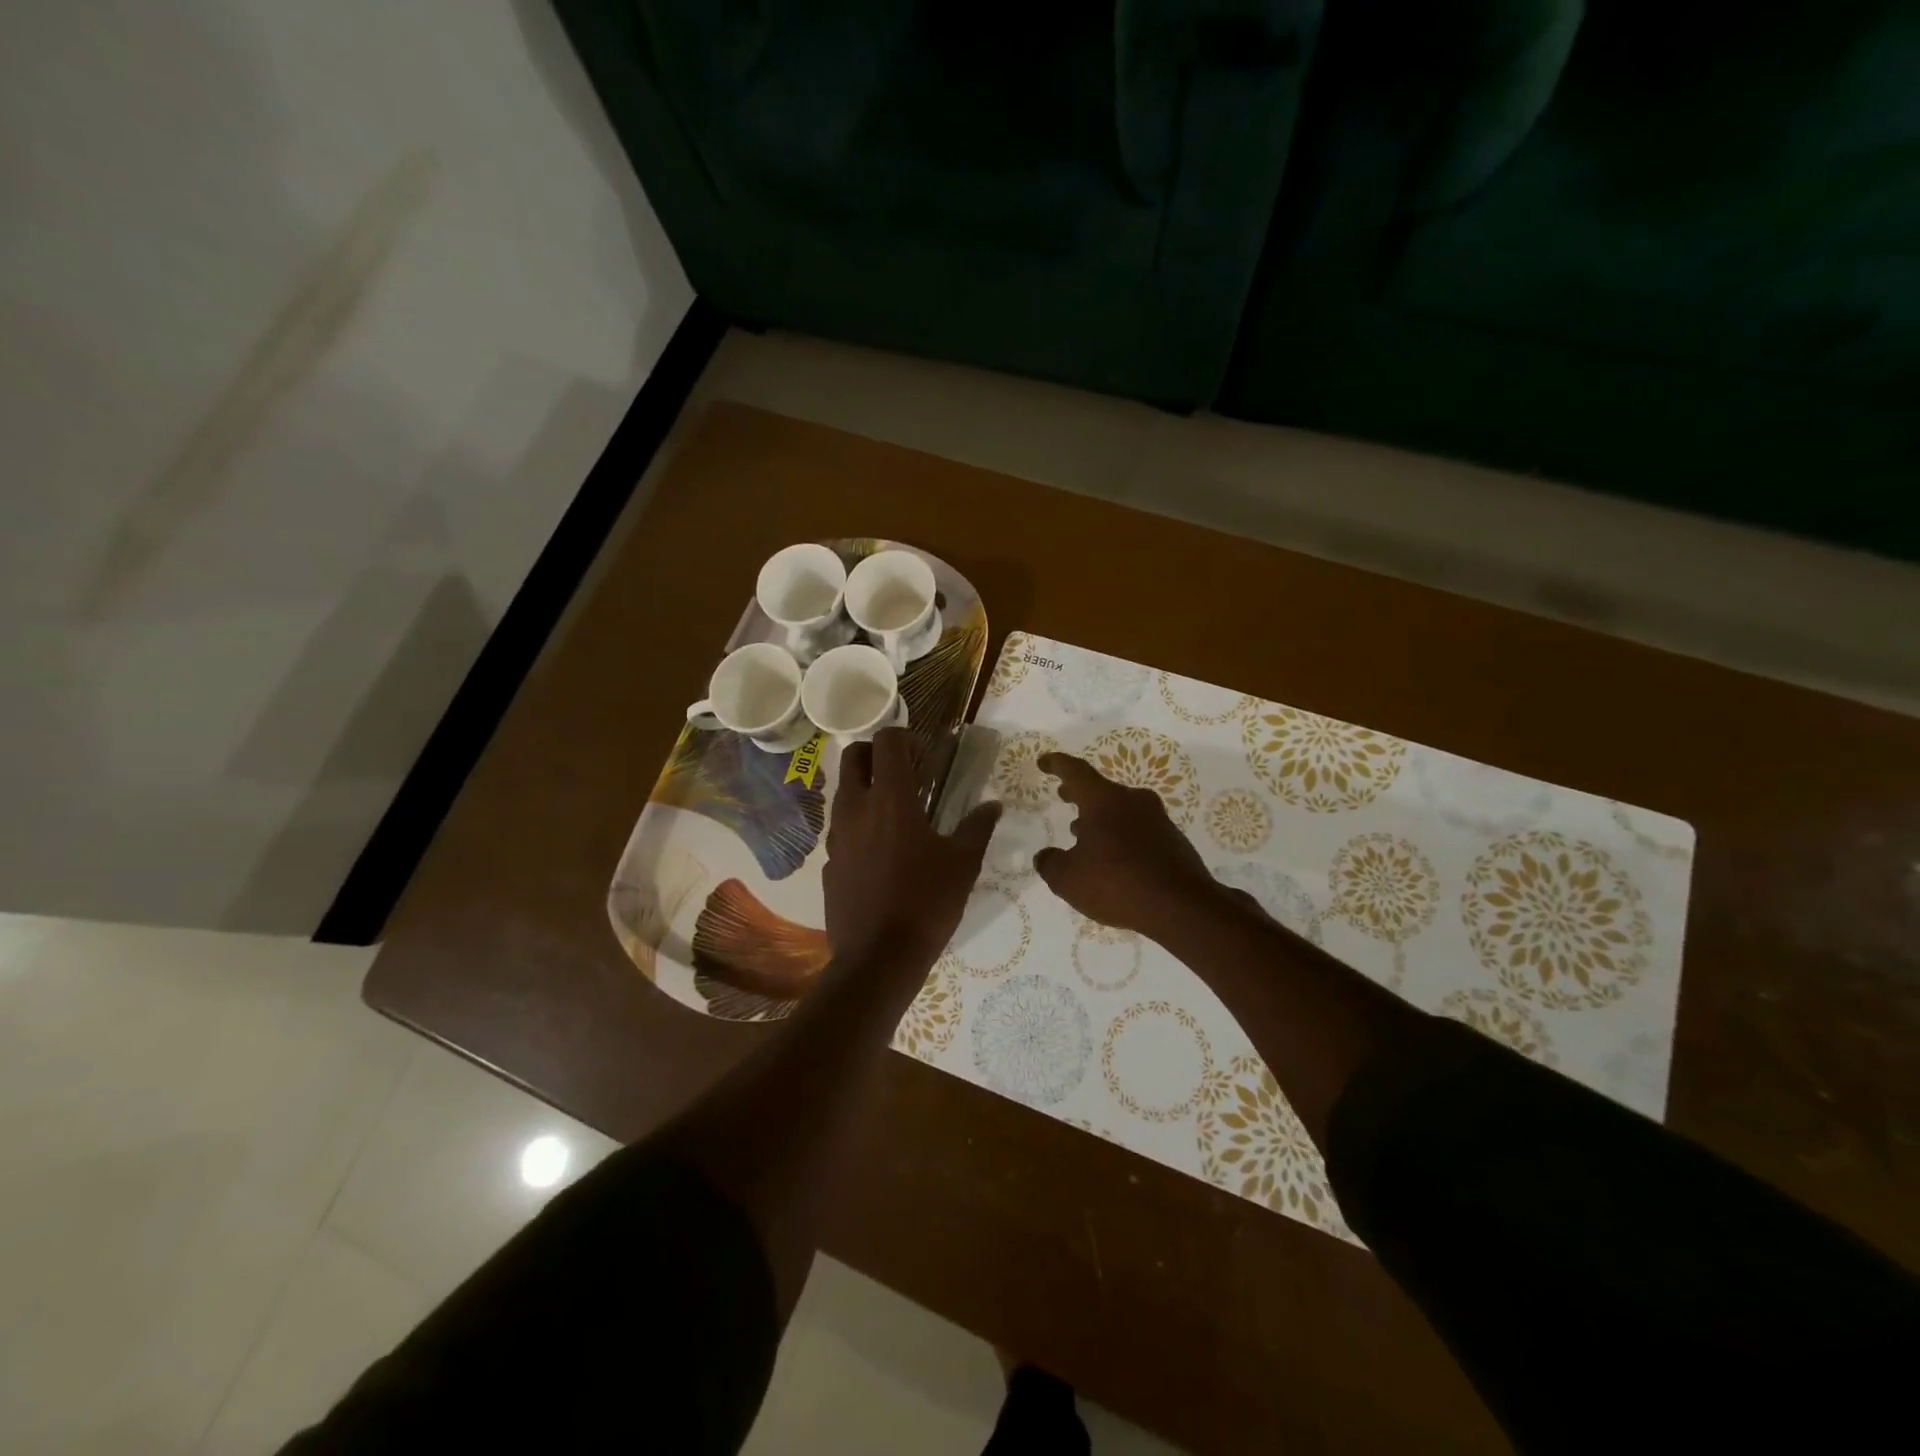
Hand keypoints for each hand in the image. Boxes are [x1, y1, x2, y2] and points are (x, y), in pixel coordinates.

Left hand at [823, 728, 1000, 971]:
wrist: (878, 958)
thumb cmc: (926, 903)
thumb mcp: (963, 864)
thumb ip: (977, 827)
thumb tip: (993, 805)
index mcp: (890, 799)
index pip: (886, 741)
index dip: (906, 738)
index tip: (925, 759)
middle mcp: (855, 808)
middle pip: (853, 757)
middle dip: (878, 754)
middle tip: (907, 775)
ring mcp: (836, 836)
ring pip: (844, 792)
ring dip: (867, 789)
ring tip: (898, 815)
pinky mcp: (827, 863)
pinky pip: (841, 829)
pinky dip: (859, 825)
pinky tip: (883, 854)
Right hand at [1033, 753, 1224, 940]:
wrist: (1182, 907)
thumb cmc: (1117, 883)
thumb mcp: (1068, 879)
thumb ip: (1050, 864)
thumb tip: (1045, 856)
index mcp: (1104, 800)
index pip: (1076, 772)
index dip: (1057, 765)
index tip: (1044, 762)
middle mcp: (1133, 801)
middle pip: (1101, 789)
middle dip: (1079, 793)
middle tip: (1064, 796)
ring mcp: (1157, 819)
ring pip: (1121, 810)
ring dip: (1101, 818)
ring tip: (1083, 835)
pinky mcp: (1173, 840)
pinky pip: (1138, 830)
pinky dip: (1120, 837)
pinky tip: (1113, 859)